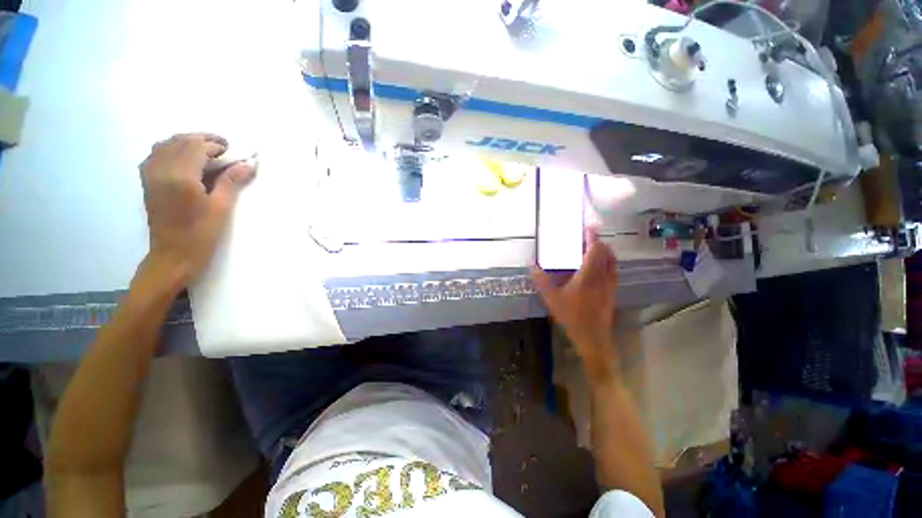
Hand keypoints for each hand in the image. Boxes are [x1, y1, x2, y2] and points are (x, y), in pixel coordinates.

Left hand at [140, 133, 254, 286]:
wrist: (172, 255)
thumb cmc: (201, 235)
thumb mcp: (221, 209)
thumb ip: (231, 182)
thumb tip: (248, 164)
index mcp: (180, 177)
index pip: (197, 147)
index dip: (216, 146)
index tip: (233, 152)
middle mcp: (161, 170)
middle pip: (180, 141)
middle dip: (203, 140)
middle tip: (224, 148)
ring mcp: (150, 174)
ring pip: (166, 144)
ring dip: (187, 142)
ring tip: (207, 151)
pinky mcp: (147, 180)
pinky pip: (156, 153)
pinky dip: (172, 149)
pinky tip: (185, 158)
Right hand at [531, 228, 618, 376]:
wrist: (593, 338)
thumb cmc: (572, 316)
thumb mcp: (551, 298)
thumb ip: (541, 281)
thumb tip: (532, 266)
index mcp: (588, 275)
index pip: (595, 250)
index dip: (592, 237)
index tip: (588, 228)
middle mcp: (603, 277)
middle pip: (607, 254)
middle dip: (599, 243)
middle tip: (588, 238)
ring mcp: (610, 285)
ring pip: (612, 263)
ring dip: (605, 252)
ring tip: (593, 250)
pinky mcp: (612, 293)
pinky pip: (612, 272)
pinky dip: (607, 264)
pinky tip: (597, 269)